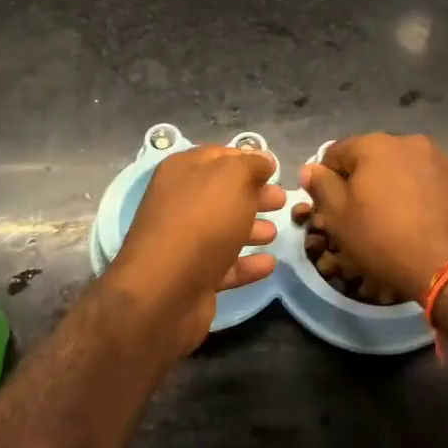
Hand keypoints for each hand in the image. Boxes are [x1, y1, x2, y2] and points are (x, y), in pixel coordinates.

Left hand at [106, 145, 285, 359]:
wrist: (164, 291)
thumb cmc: (201, 222)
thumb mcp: (232, 179)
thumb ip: (251, 165)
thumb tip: (263, 159)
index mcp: (182, 172)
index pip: (218, 156)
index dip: (247, 159)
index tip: (274, 168)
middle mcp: (179, 203)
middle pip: (224, 193)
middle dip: (254, 195)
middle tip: (282, 199)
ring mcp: (185, 242)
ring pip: (225, 229)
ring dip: (251, 228)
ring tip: (276, 232)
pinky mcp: (193, 277)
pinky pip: (226, 265)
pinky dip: (247, 263)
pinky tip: (270, 263)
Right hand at [298, 134, 447, 303]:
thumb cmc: (388, 241)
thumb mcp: (341, 220)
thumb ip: (322, 188)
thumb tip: (312, 168)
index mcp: (374, 145)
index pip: (336, 152)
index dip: (328, 178)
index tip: (331, 207)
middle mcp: (410, 142)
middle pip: (375, 157)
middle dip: (366, 180)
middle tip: (365, 216)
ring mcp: (444, 158)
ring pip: (407, 169)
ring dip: (398, 186)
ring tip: (400, 221)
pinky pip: (434, 182)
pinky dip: (425, 196)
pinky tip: (427, 223)